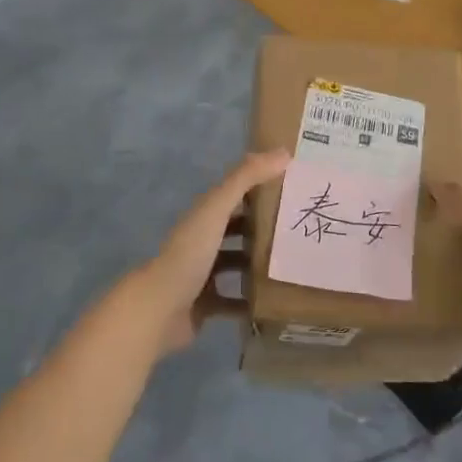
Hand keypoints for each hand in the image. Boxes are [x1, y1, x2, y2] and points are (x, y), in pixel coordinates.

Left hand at [127, 150, 288, 356]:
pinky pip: (234, 301)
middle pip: (238, 228)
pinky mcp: (206, 304)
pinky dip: (251, 301)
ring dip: (260, 263)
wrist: (159, 309)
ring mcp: (203, 274)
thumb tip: (284, 152)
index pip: (237, 194)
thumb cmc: (189, 254)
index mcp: (205, 215)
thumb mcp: (217, 209)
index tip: (295, 185)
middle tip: (303, 228)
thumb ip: (246, 178)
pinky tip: (276, 301)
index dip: (262, 186)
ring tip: (295, 264)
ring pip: (237, 263)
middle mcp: (203, 241)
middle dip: (266, 227)